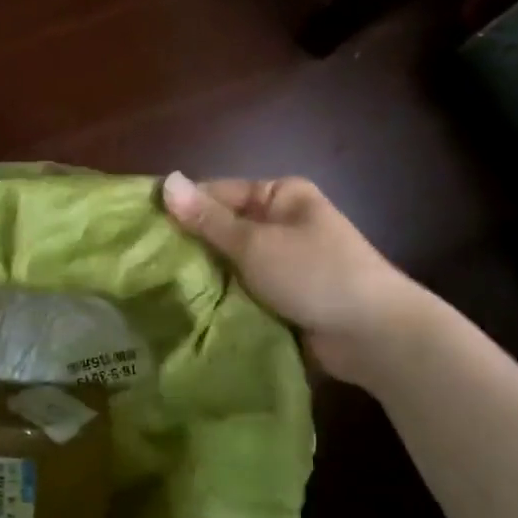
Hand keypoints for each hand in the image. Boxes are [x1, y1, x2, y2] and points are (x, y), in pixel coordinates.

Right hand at [161, 171, 428, 382]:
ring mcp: (284, 261)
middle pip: (222, 228)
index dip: (182, 208)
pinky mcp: (284, 296)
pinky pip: (243, 289)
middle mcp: (282, 223)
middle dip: (190, 246)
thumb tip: (164, 182)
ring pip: (230, 263)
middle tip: (143, 264)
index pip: (218, 193)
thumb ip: (207, 219)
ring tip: (156, 288)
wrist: (375, 335)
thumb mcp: (255, 243)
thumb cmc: (315, 274)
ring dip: (205, 276)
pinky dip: (223, 297)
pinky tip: (189, 308)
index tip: (142, 227)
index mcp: (281, 196)